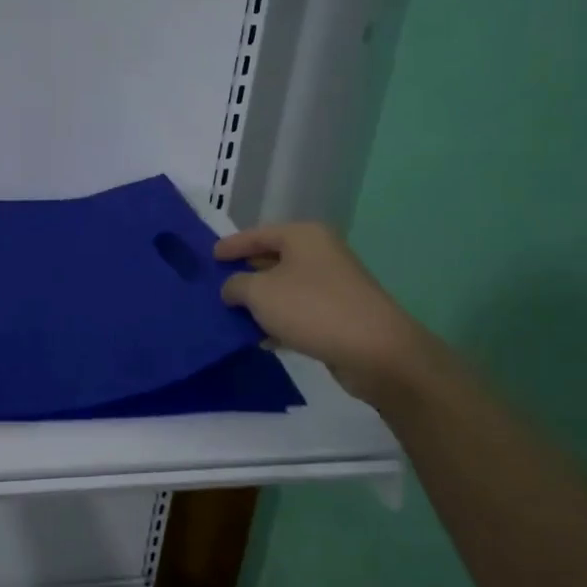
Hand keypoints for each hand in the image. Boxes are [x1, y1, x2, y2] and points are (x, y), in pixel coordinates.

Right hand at [216, 222, 442, 404]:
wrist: (376, 351)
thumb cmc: (312, 308)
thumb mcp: (259, 293)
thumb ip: (236, 285)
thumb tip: (232, 288)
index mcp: (303, 236)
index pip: (257, 234)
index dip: (231, 245)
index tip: (210, 256)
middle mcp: (320, 253)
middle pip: (272, 259)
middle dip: (245, 274)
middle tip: (217, 287)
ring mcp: (333, 284)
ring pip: (285, 288)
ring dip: (261, 303)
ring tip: (233, 317)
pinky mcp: (341, 314)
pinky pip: (300, 312)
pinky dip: (280, 322)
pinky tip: (262, 340)